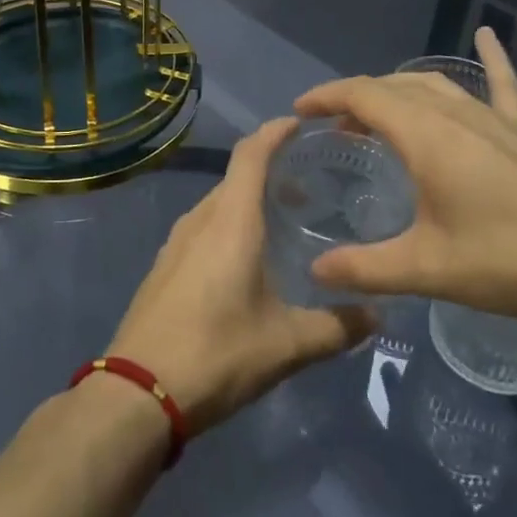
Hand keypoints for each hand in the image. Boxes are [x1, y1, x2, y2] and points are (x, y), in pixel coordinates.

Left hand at [108, 119, 378, 431]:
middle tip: (309, 188)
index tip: (302, 123)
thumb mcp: (287, 345)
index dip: (275, 131)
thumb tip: (378, 315)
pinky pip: (202, 228)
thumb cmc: (217, 353)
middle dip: (271, 172)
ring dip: (248, 201)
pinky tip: (245, 261)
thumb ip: (336, 327)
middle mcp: (200, 220)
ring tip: (282, 222)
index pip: (251, 154)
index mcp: (230, 221)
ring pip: (218, 204)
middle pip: (236, 177)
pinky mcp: (164, 267)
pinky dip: (228, 225)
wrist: (138, 392)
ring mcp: (176, 243)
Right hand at [297, 27, 516, 326]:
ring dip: (399, 91)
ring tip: (378, 112)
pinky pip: (501, 87)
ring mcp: (494, 121)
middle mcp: (456, 115)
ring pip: (435, 86)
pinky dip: (491, 59)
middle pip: (394, 88)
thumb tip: (316, 272)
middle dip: (357, 99)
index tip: (300, 111)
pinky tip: (487, 36)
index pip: (363, 96)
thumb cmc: (510, 260)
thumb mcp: (428, 269)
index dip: (327, 97)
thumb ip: (366, 268)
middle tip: (334, 127)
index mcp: (426, 136)